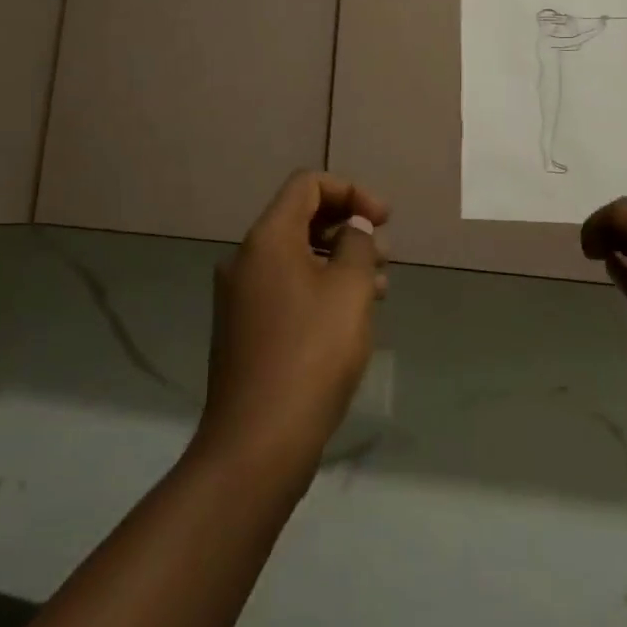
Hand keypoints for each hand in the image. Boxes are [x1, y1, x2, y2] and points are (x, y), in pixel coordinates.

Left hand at [192, 171, 389, 487]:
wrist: (259, 441)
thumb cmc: (311, 354)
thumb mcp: (349, 290)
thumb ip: (357, 244)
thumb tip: (354, 227)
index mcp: (267, 239)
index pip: (307, 185)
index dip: (351, 191)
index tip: (384, 219)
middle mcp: (246, 259)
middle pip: (300, 218)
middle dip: (347, 227)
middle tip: (385, 254)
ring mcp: (241, 297)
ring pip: (296, 257)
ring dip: (338, 261)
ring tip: (378, 288)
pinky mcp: (244, 330)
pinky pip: (285, 289)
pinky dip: (319, 288)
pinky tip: (350, 317)